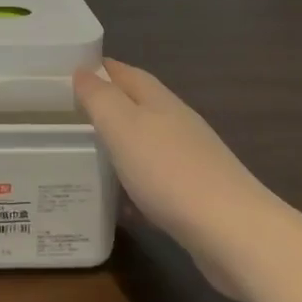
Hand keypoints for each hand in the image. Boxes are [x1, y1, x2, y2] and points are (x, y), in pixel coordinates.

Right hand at [73, 59, 280, 295]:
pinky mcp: (196, 195)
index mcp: (158, 100)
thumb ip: (99, 96)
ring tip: (88, 157)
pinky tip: (122, 206)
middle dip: (107, 107)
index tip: (69, 72)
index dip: (99, 69)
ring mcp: (190, 159)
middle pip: (137, 106)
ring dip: (121, 146)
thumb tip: (83, 71)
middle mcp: (177, 123)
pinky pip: (156, 181)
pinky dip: (136, 186)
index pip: (125, 73)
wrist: (233, 233)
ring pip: (146, 144)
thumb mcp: (122, 125)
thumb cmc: (169, 170)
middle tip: (70, 116)